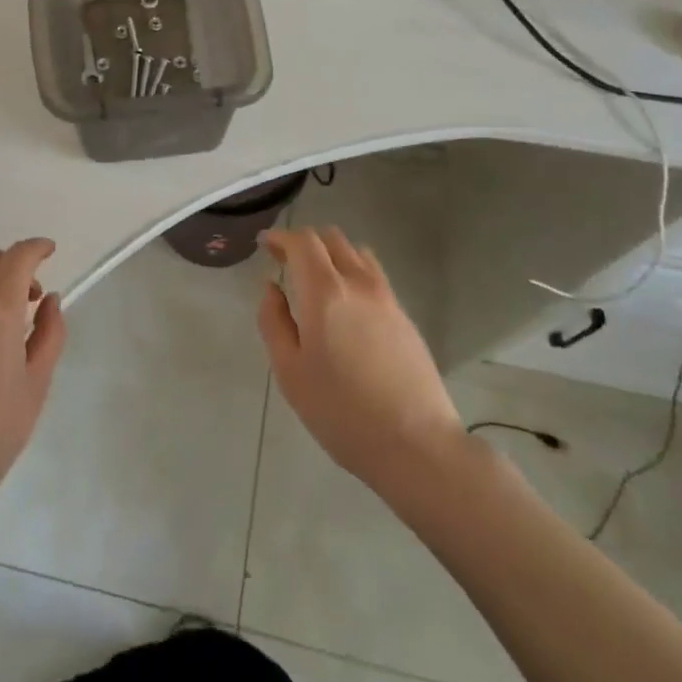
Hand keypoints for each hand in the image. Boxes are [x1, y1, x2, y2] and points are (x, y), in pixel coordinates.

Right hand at [258, 226, 465, 499]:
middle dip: (304, 243)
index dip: (281, 238)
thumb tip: (271, 288)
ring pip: (356, 252)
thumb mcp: (289, 372)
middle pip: (331, 239)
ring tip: (316, 278)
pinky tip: (345, 302)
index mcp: (325, 292)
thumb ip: (273, 322)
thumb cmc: (340, 411)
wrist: (415, 444)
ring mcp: (386, 297)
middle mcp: (358, 283)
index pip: (302, 242)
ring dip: (331, 253)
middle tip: (285, 261)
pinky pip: (374, 274)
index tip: (265, 245)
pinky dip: (353, 271)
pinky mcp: (404, 315)